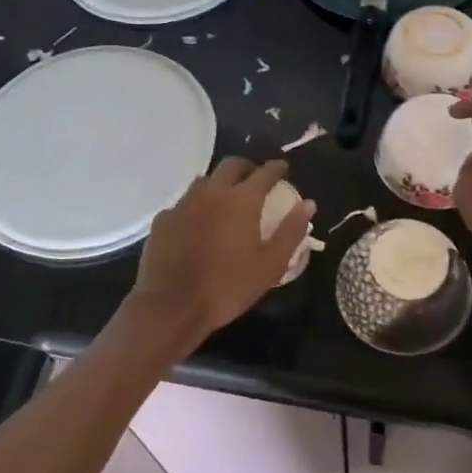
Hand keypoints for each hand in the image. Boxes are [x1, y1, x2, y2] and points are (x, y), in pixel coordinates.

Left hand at [130, 159, 314, 341]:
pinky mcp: (163, 219)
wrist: (171, 306)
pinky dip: (196, 206)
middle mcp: (211, 192)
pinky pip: (184, 203)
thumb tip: (308, 204)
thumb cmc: (228, 287)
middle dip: (247, 168)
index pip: (264, 172)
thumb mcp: (271, 265)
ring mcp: (183, 203)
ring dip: (220, 184)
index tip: (283, 169)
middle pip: (231, 166)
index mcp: (241, 200)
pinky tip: (198, 224)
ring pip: (205, 181)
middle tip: (255, 180)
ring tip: (227, 201)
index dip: (276, 168)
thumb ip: (291, 231)